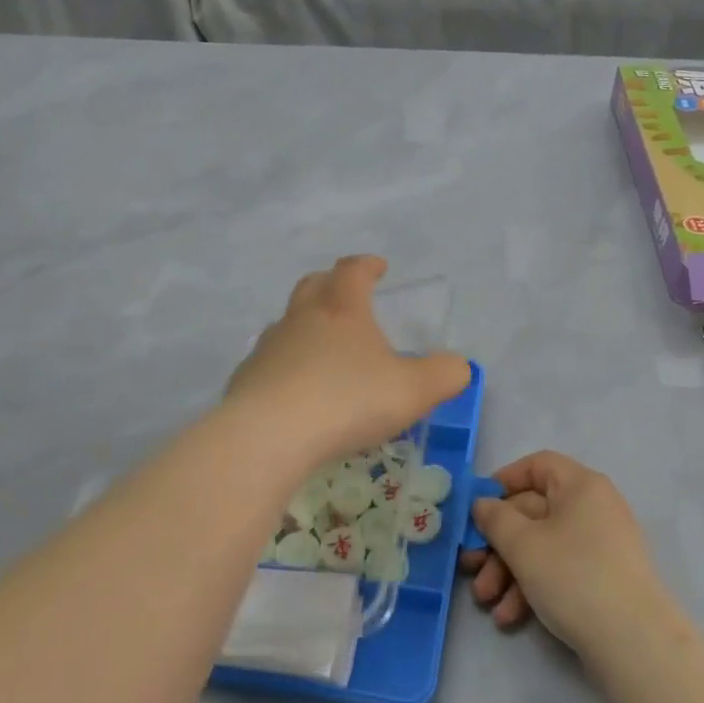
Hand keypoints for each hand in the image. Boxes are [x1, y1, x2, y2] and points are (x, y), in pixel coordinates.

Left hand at [229, 256, 471, 466]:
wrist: (268, 436)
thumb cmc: (347, 401)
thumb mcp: (413, 390)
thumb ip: (444, 375)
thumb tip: (458, 366)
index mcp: (342, 310)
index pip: (353, 271)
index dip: (367, 266)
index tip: (379, 267)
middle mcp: (301, 319)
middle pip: (313, 286)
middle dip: (331, 284)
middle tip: (347, 295)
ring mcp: (268, 349)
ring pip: (287, 325)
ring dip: (306, 329)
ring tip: (324, 352)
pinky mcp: (246, 382)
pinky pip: (270, 365)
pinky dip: (286, 369)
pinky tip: (297, 394)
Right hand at [462, 451, 678, 665]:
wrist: (634, 642)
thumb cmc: (574, 576)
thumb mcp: (523, 544)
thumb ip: (495, 519)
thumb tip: (483, 504)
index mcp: (581, 486)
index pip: (538, 465)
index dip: (504, 481)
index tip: (477, 509)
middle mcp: (593, 508)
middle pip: (533, 512)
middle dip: (496, 543)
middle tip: (470, 568)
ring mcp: (599, 545)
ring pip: (542, 546)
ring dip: (508, 572)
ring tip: (486, 601)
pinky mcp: (601, 579)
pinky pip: (558, 571)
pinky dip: (532, 588)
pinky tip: (510, 618)